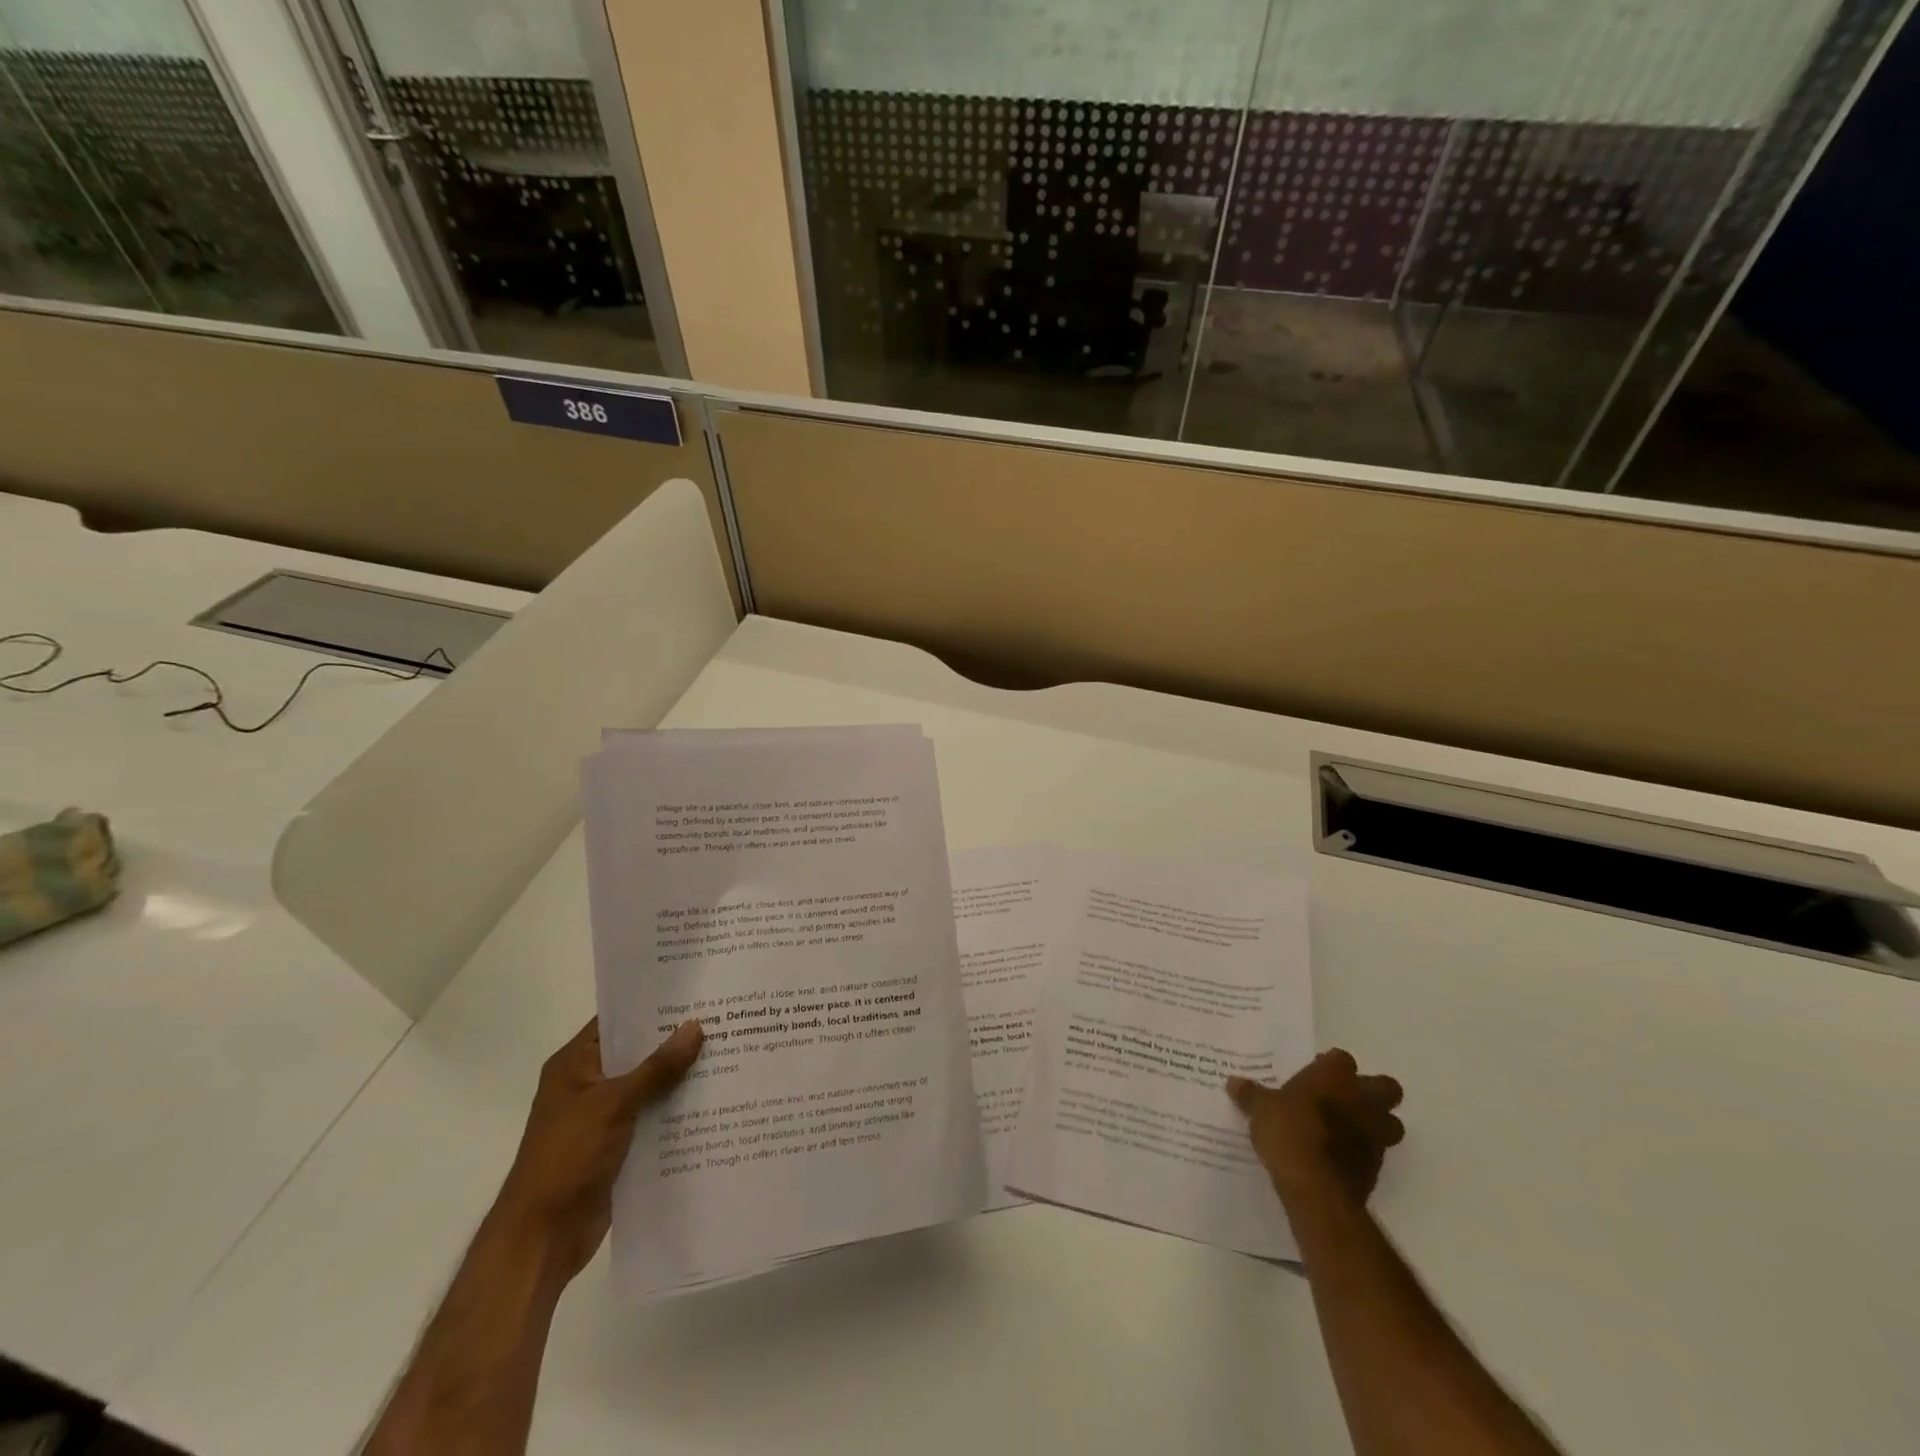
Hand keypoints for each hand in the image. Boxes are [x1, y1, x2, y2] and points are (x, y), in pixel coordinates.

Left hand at [493, 1017, 703, 1284]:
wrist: (542, 1237)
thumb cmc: (567, 1158)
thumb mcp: (614, 1104)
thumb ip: (657, 1067)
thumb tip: (696, 1026)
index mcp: (575, 1064)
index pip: (617, 1020)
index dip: (652, 1005)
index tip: (694, 992)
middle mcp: (589, 1084)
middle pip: (638, 1052)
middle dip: (675, 1040)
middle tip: (723, 1019)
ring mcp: (603, 1116)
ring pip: (649, 1085)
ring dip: (681, 1076)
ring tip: (729, 1053)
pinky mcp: (618, 1145)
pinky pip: (653, 1116)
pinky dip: (676, 1109)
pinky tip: (714, 1100)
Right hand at [1228, 1049, 1404, 1209]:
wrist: (1315, 1186)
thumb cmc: (1289, 1131)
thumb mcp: (1260, 1108)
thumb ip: (1251, 1094)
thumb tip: (1233, 1083)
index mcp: (1335, 1075)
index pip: (1341, 1058)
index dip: (1329, 1066)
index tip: (1313, 1075)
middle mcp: (1363, 1100)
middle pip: (1385, 1088)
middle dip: (1371, 1092)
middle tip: (1343, 1099)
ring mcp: (1376, 1135)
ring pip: (1391, 1123)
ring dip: (1375, 1125)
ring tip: (1346, 1130)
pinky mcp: (1377, 1168)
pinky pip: (1376, 1153)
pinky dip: (1362, 1152)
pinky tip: (1339, 1157)